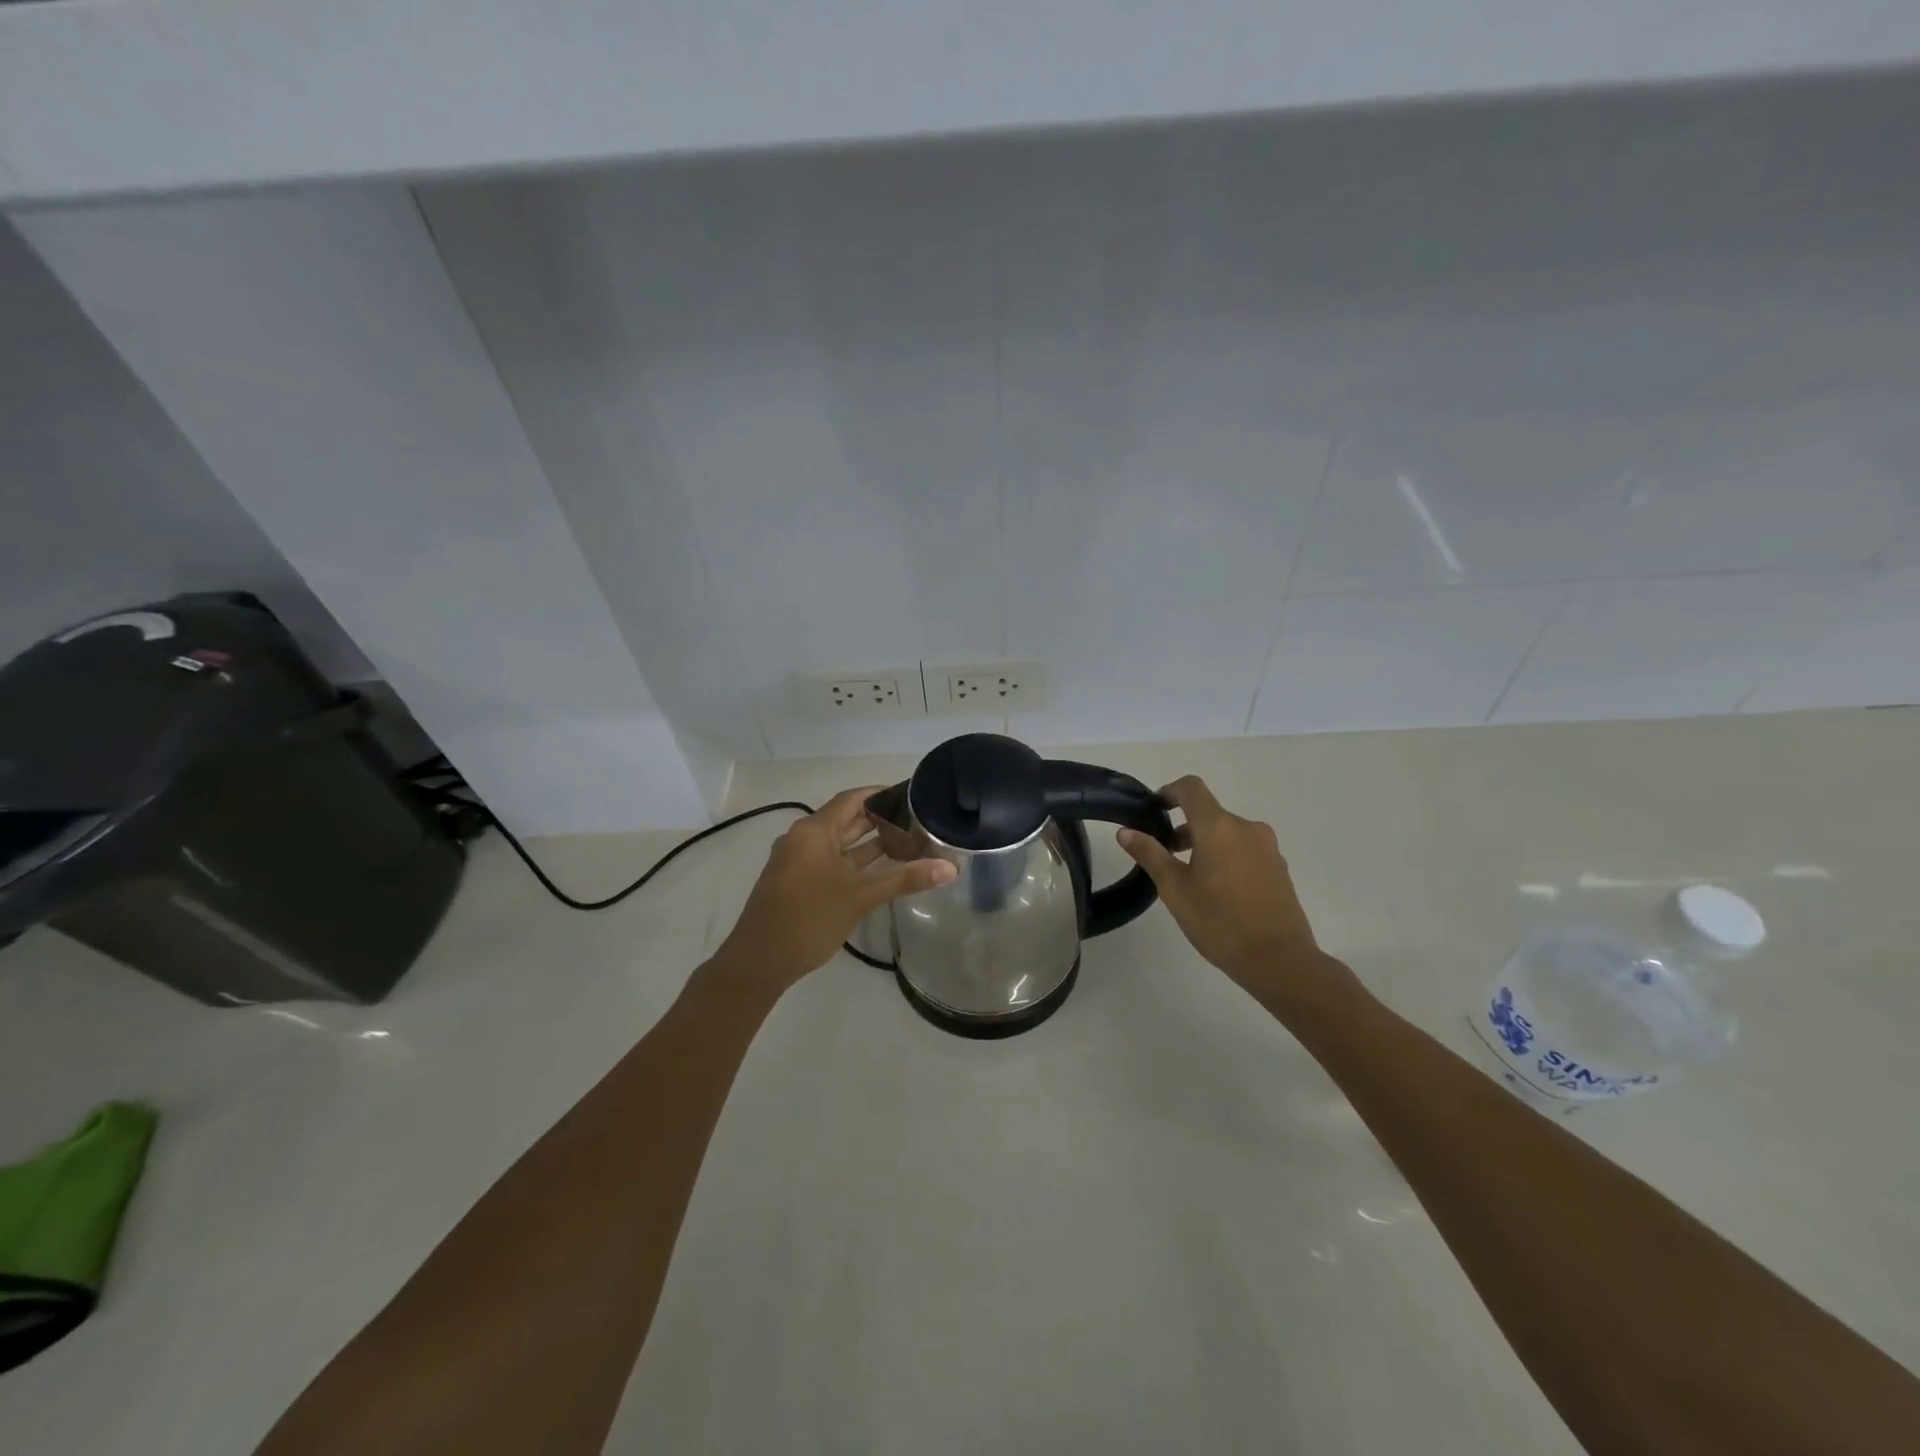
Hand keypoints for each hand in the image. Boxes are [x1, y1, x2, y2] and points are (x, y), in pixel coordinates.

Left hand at [712, 786, 955, 993]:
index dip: (881, 795)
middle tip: (919, 822)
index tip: (913, 797)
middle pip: (847, 819)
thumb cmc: (809, 919)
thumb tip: (950, 868)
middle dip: (881, 821)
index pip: (852, 799)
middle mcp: (804, 839)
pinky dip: (857, 863)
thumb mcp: (861, 896)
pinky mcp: (799, 882)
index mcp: (814, 831)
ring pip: (841, 844)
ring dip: (871, 844)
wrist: (759, 962)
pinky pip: (833, 862)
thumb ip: (906, 878)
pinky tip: (884, 871)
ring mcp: (799, 862)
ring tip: (909, 843)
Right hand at [1117, 776, 1356, 1008]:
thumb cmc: (1219, 921)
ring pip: (1228, 833)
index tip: (1154, 811)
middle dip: (1184, 827)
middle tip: (1165, 856)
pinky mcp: (1279, 867)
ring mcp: (1267, 847)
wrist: (1279, 960)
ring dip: (1205, 843)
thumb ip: (1150, 854)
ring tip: (1190, 879)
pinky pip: (1246, 849)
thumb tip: (1126, 831)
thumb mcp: (1175, 889)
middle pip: (1209, 813)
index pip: (1191, 788)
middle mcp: (1246, 827)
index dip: (1169, 792)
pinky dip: (1227, 857)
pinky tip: (1219, 892)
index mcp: (1219, 826)